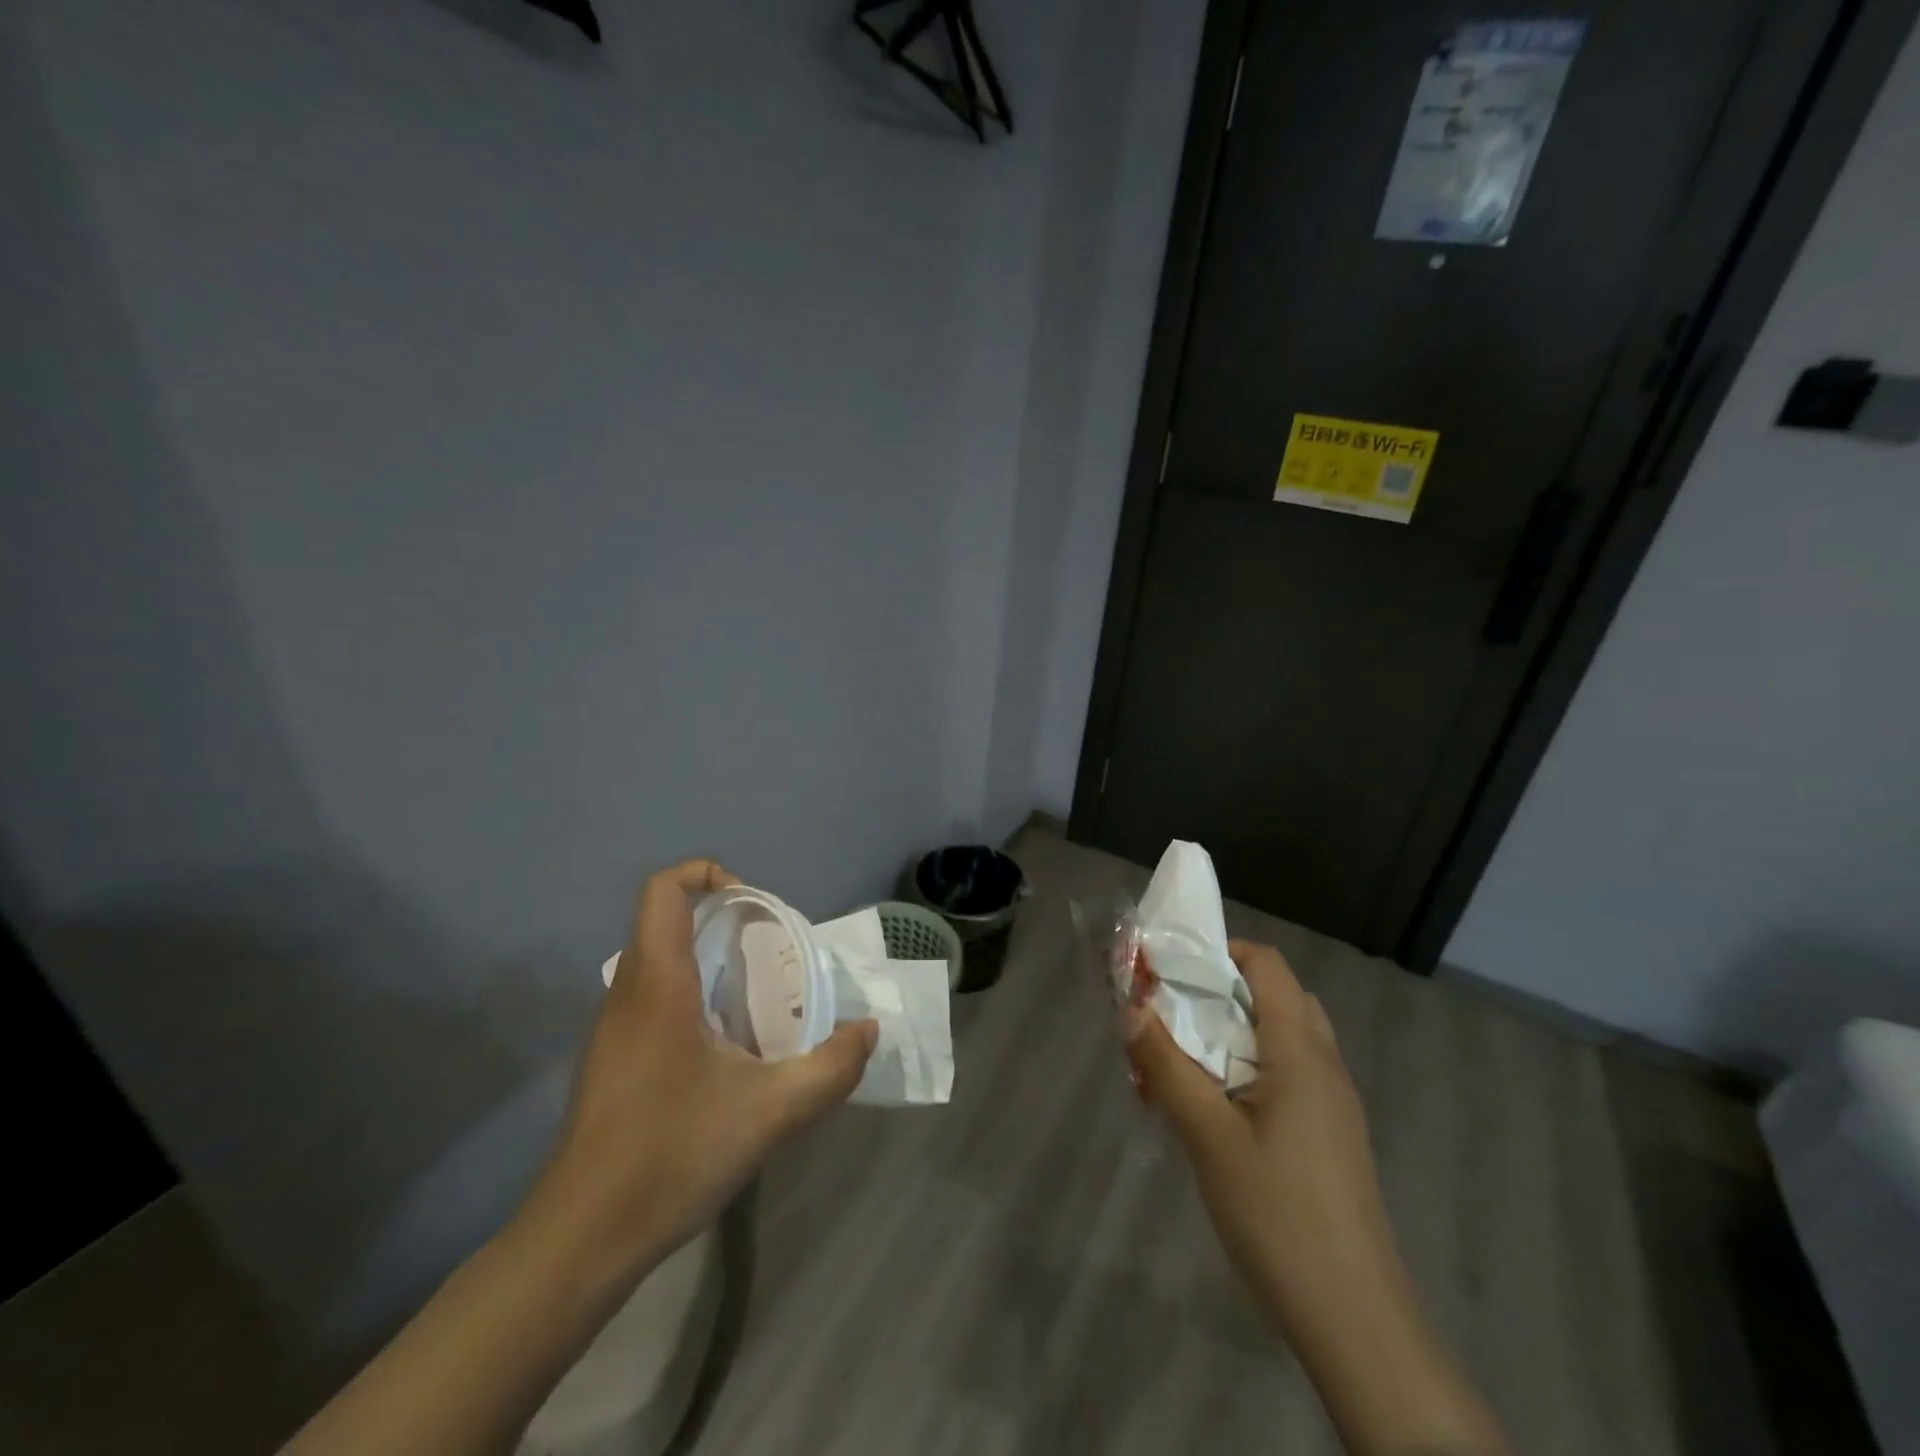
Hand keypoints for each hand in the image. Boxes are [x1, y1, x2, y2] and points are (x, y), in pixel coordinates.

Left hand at [523, 859, 876, 1283]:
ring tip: (755, 998)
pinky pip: (650, 999)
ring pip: (656, 961)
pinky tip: (723, 1049)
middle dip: (720, 918)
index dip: (706, 873)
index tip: (753, 903)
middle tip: (768, 950)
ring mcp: (611, 1029)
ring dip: (706, 959)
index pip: (663, 890)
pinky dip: (690, 996)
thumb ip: (830, 1069)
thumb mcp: (771, 1113)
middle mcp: (627, 993)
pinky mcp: (609, 1060)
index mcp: (658, 984)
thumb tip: (867, 1032)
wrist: (580, 1239)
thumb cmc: (671, 1156)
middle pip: (663, 920)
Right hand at [1127, 940, 1507, 1455]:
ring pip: (1285, 1034)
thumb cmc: (1276, 1212)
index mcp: (1301, 1051)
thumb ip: (1166, 1064)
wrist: (1353, 1314)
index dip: (1220, 951)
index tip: (1172, 967)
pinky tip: (1220, 1105)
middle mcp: (1325, 1063)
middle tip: (1175, 1010)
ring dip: (1237, 1028)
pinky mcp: (1333, 1133)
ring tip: (1190, 1056)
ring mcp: (1335, 1101)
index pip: (1267, 965)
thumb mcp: (1206, 1135)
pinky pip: (1292, 1071)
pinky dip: (1253, 1063)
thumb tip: (1129, 1007)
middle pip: (1278, 994)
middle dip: (1223, 989)